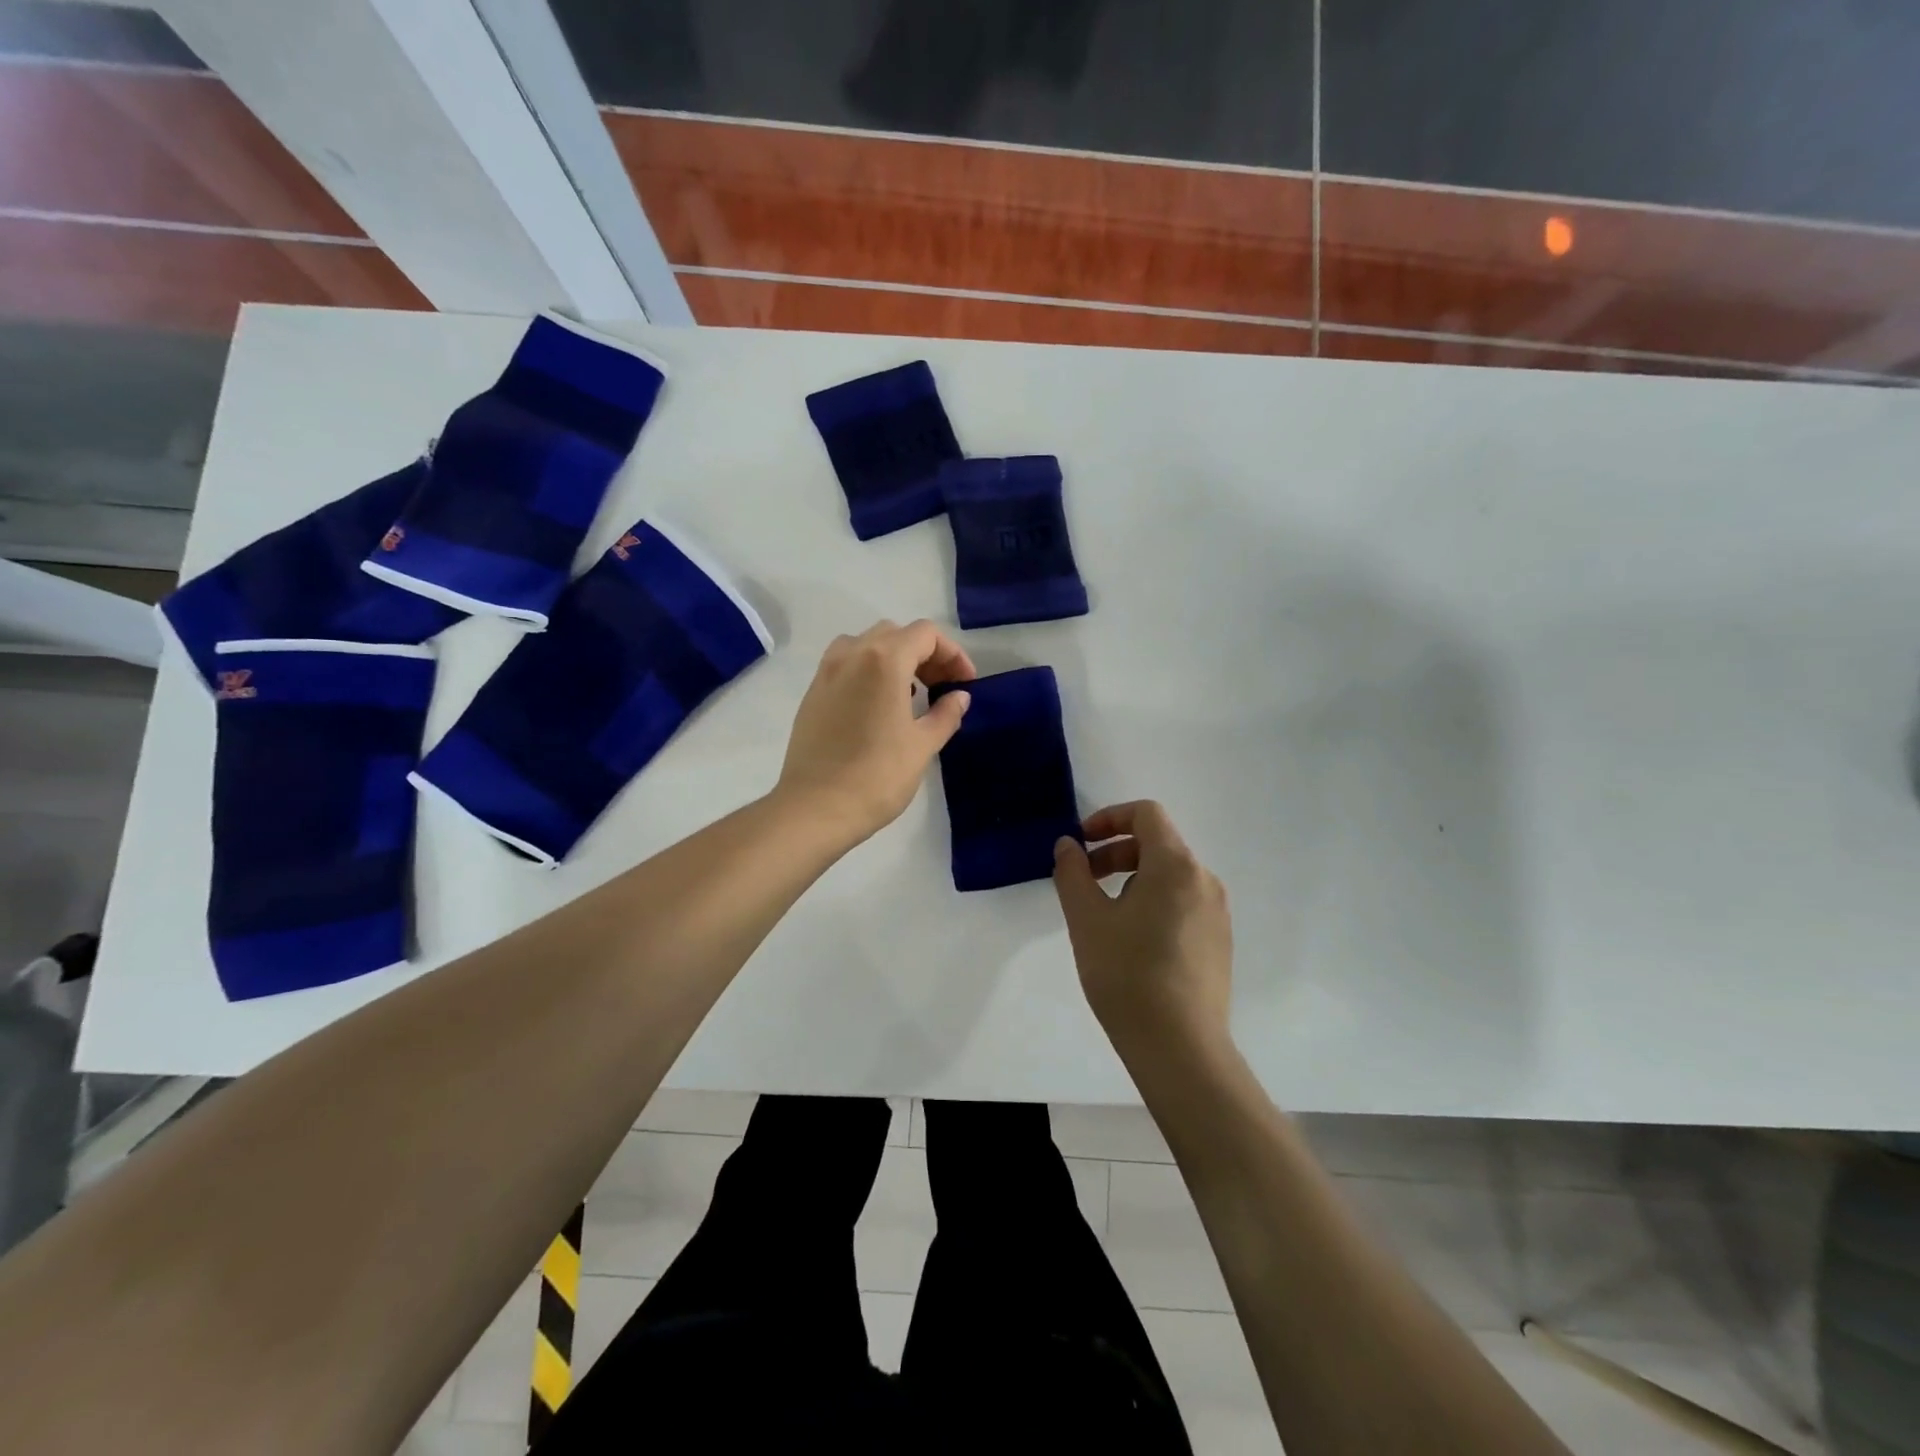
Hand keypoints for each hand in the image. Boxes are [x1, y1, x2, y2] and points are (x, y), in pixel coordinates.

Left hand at [775, 619, 974, 845]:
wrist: (815, 808)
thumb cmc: (877, 776)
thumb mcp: (922, 745)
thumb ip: (945, 714)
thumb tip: (959, 696)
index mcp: (883, 660)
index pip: (926, 634)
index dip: (952, 654)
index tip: (964, 683)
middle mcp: (851, 654)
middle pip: (895, 634)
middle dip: (924, 654)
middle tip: (941, 687)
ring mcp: (826, 672)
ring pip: (866, 645)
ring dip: (894, 659)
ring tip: (910, 694)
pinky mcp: (812, 694)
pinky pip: (846, 665)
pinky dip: (868, 672)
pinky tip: (879, 707)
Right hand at [1053, 801, 1233, 1069]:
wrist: (1180, 1048)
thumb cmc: (1127, 975)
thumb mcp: (1086, 920)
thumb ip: (1073, 873)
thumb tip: (1068, 845)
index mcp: (1176, 866)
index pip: (1146, 814)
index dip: (1109, 818)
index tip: (1081, 843)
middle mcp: (1204, 880)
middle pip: (1158, 844)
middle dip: (1115, 852)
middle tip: (1084, 880)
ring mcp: (1217, 913)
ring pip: (1170, 875)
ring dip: (1132, 878)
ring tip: (1104, 916)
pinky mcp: (1219, 941)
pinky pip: (1183, 902)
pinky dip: (1153, 901)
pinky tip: (1131, 942)